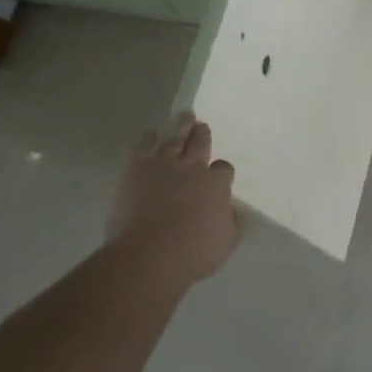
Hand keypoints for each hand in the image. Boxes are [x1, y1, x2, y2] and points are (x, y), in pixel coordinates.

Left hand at [110, 113, 240, 286]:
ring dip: (181, 126)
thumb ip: (233, 222)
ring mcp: (165, 164)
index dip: (221, 171)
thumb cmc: (192, 253)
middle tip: (201, 126)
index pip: (224, 168)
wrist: (149, 254)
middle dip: (202, 134)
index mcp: (217, 184)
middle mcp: (194, 167)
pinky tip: (152, 134)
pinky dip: (149, 138)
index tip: (218, 175)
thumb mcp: (226, 242)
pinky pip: (145, 146)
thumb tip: (233, 209)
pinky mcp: (138, 168)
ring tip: (185, 116)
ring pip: (175, 138)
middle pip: (200, 143)